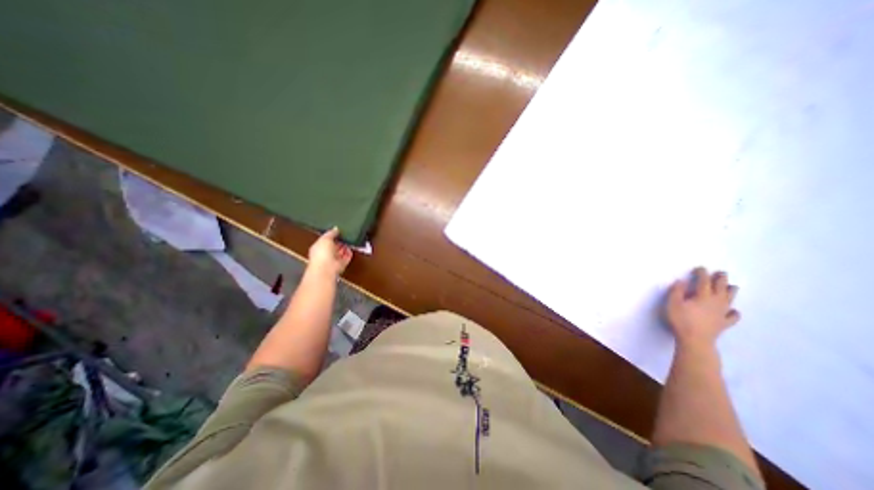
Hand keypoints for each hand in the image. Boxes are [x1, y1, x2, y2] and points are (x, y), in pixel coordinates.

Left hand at [305, 229, 351, 277]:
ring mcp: (333, 260)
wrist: (327, 268)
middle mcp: (325, 254)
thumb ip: (331, 233)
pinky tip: (350, 248)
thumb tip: (336, 228)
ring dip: (344, 247)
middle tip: (345, 235)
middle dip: (339, 242)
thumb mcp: (325, 238)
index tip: (338, 231)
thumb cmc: (322, 253)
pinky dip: (349, 253)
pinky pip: (346, 257)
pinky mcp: (341, 264)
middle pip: (333, 247)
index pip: (325, 241)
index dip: (331, 236)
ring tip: (349, 240)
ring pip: (340, 252)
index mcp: (318, 247)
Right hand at [667, 269, 738, 348]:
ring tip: (732, 286)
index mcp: (703, 296)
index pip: (703, 281)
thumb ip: (676, 291)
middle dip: (721, 279)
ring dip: (731, 291)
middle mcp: (716, 302)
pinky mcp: (724, 323)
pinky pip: (733, 316)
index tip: (700, 268)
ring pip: (730, 299)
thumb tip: (681, 281)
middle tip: (722, 273)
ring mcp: (722, 313)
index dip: (702, 273)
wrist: (695, 340)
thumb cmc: (681, 320)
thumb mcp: (672, 303)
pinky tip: (734, 311)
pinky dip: (734, 312)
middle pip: (720, 288)